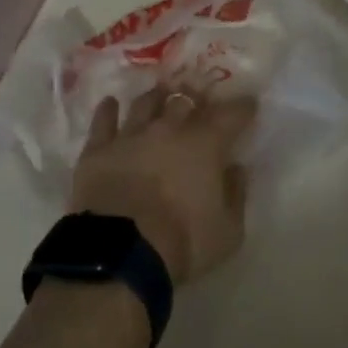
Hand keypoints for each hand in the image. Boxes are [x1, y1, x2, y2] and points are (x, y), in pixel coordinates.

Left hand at [70, 89, 256, 284]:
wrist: (120, 252)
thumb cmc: (182, 242)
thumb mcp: (228, 232)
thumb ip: (236, 195)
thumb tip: (236, 168)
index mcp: (206, 143)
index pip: (231, 114)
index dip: (242, 107)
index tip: (248, 103)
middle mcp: (169, 128)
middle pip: (186, 101)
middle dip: (195, 99)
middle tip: (199, 101)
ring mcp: (132, 134)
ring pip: (146, 103)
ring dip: (156, 98)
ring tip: (160, 95)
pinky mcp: (99, 147)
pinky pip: (103, 120)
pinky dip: (108, 110)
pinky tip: (110, 104)